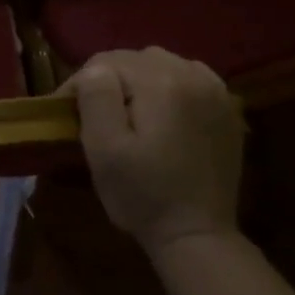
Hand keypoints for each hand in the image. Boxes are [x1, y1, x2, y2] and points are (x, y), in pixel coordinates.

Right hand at [66, 48, 243, 253]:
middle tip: (94, 113)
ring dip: (139, 81)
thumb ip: (96, 97)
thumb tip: (94, 71)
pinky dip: (168, 87)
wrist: (197, 235)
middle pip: (135, 59)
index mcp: (161, 83)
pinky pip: (188, 78)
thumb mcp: (103, 147)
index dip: (80, 83)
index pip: (105, 61)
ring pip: (162, 65)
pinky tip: (160, 112)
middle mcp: (193, 76)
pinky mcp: (227, 109)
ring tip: (126, 112)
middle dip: (110, 80)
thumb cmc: (142, 194)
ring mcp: (216, 92)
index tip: (67, 113)